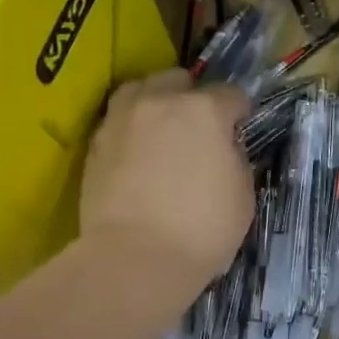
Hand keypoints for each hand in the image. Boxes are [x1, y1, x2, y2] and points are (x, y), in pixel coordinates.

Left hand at [81, 71, 251, 295]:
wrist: (135, 259)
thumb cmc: (203, 228)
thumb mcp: (243, 194)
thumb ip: (234, 158)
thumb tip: (222, 148)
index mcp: (205, 110)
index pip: (231, 95)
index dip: (240, 112)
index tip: (241, 128)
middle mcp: (160, 102)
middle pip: (179, 80)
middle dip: (192, 96)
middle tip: (199, 128)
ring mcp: (122, 120)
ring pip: (140, 89)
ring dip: (155, 101)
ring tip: (161, 128)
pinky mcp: (95, 144)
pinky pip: (117, 120)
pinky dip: (131, 128)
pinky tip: (138, 152)